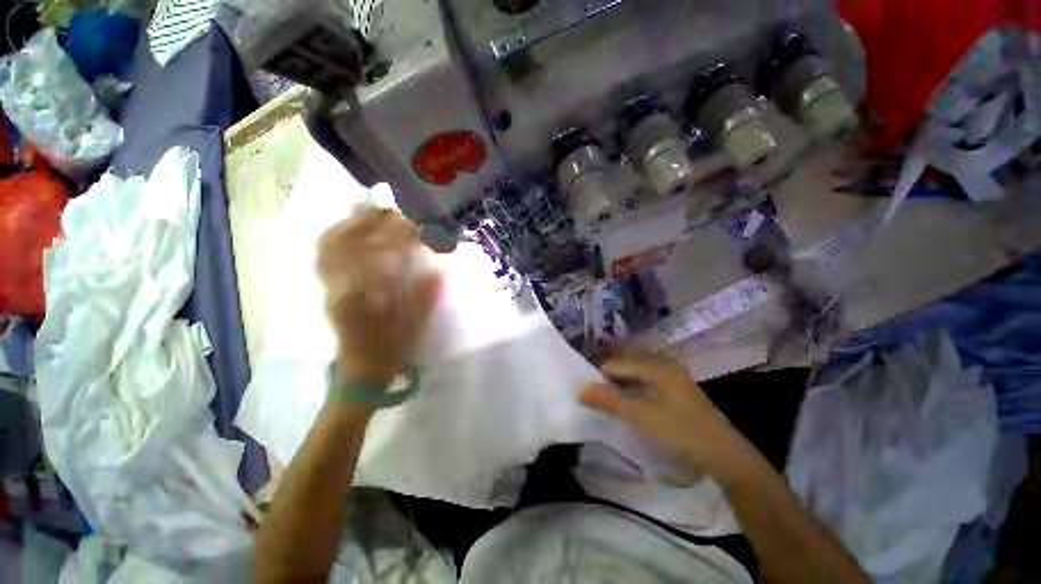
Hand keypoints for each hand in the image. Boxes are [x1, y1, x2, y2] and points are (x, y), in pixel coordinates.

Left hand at [317, 208, 441, 386]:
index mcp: (364, 297)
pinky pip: (324, 255)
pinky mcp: (327, 288)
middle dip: (375, 221)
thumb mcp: (413, 326)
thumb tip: (439, 268)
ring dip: (353, 223)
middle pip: (350, 241)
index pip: (381, 254)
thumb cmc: (388, 351)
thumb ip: (425, 295)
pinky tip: (351, 229)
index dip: (401, 235)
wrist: (359, 371)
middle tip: (398, 211)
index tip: (419, 226)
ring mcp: (329, 286)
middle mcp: (339, 286)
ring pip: (331, 244)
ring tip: (375, 212)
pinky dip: (337, 236)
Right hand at [579, 351, 750, 479]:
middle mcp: (663, 363)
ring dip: (619, 380)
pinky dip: (632, 385)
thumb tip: (580, 390)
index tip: (588, 393)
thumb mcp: (643, 417)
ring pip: (635, 369)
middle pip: (625, 361)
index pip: (616, 363)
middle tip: (594, 393)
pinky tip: (628, 399)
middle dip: (608, 375)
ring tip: (607, 397)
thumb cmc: (683, 432)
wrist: (725, 455)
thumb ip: (611, 402)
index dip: (599, 376)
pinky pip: (645, 377)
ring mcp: (671, 373)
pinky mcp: (675, 385)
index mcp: (656, 365)